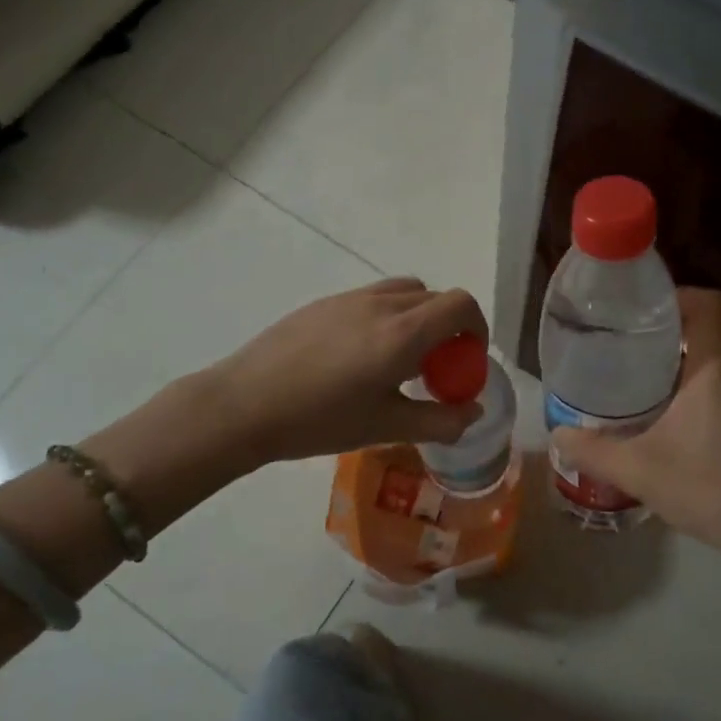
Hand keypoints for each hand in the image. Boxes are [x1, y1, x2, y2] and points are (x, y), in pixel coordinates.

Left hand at [208, 278, 488, 464]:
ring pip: (405, 292)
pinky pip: (374, 297)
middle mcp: (382, 304)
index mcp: (403, 333)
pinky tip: (361, 355)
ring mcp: (350, 298)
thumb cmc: (319, 420)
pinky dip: (389, 316)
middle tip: (435, 370)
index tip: (468, 361)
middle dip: (450, 328)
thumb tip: (473, 410)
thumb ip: (439, 420)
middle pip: (436, 298)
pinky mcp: (325, 302)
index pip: (461, 305)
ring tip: (400, 359)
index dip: (477, 328)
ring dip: (419, 318)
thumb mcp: (385, 427)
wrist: (243, 405)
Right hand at [552, 289, 720, 583]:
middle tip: (624, 347)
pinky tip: (667, 421)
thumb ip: (593, 451)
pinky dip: (693, 391)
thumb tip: (558, 434)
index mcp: (714, 369)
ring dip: (679, 365)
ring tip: (637, 381)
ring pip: (713, 363)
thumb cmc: (710, 488)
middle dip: (665, 333)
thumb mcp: (639, 470)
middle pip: (706, 331)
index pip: (708, 303)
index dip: (676, 296)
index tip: (639, 311)